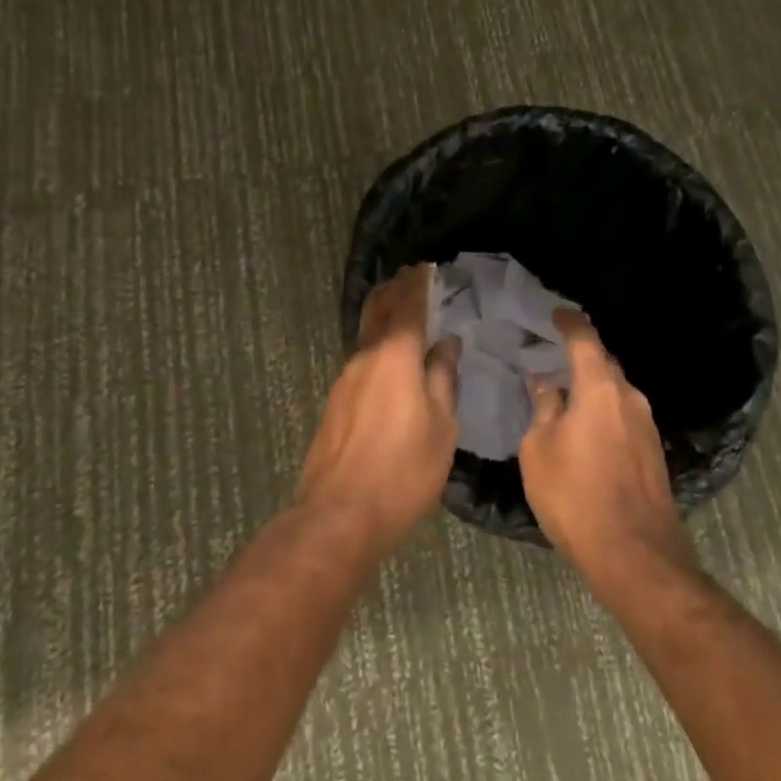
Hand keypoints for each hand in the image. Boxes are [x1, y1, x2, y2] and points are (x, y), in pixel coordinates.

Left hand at [297, 266, 459, 557]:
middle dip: (393, 289)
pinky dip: (376, 344)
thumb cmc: (403, 471)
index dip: (417, 282)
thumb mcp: (441, 427)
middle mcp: (365, 356)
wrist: (339, 514)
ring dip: (383, 316)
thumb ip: (443, 379)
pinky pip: (359, 357)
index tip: (426, 266)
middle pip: (377, 308)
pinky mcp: (335, 400)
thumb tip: (445, 344)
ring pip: (365, 332)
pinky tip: (388, 359)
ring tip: (403, 314)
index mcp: (395, 354)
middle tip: (410, 279)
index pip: (407, 304)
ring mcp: (344, 378)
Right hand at [520, 311, 695, 600]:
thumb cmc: (575, 496)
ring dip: (593, 388)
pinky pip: (624, 416)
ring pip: (616, 392)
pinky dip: (604, 412)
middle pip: (604, 363)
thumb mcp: (539, 450)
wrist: (635, 557)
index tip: (556, 315)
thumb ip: (544, 409)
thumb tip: (547, 384)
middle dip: (580, 358)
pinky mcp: (654, 453)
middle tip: (553, 358)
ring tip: (566, 395)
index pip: (585, 339)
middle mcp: (630, 397)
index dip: (569, 323)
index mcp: (600, 388)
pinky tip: (587, 429)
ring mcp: (647, 425)